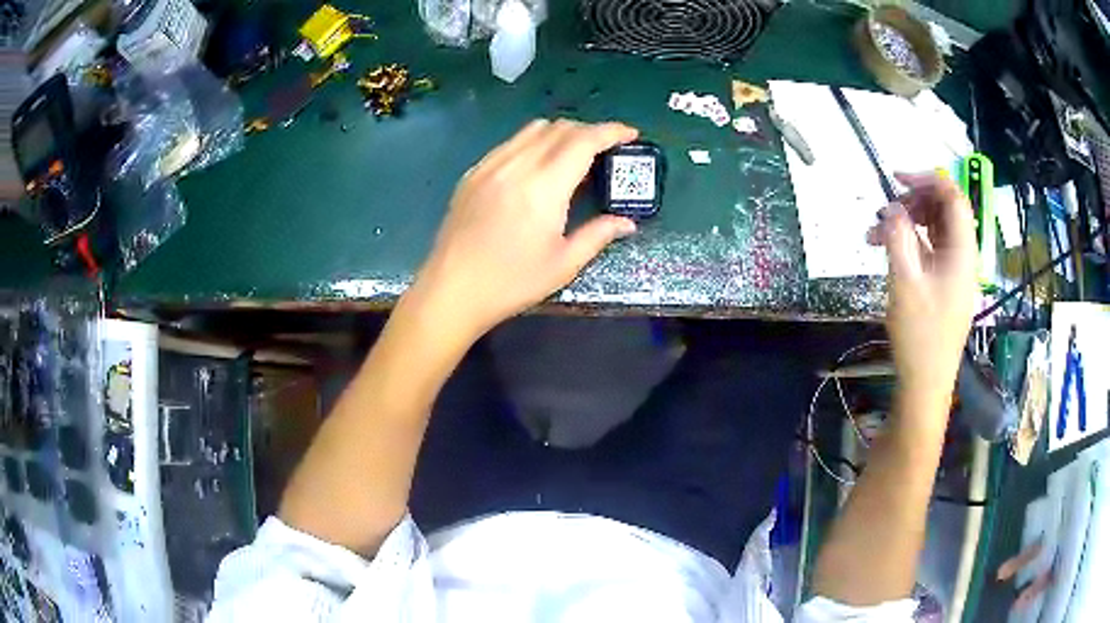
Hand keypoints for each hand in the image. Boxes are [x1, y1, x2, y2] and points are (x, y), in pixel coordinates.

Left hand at [413, 119, 639, 335]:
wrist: (451, 290)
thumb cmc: (511, 283)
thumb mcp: (563, 264)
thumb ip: (598, 235)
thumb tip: (627, 223)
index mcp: (543, 187)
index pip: (584, 141)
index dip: (612, 131)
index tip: (631, 133)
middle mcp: (516, 165)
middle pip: (560, 128)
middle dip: (589, 131)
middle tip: (606, 149)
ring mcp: (490, 166)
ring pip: (532, 130)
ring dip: (561, 133)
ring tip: (573, 154)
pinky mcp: (473, 174)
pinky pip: (509, 143)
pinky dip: (533, 142)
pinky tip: (536, 166)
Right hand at [867, 172, 977, 395]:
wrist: (926, 384)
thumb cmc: (920, 335)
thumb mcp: (905, 282)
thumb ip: (898, 236)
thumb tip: (891, 206)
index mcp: (963, 251)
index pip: (953, 197)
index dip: (927, 179)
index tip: (896, 178)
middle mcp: (964, 256)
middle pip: (944, 210)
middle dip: (913, 202)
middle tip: (884, 211)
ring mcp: (956, 271)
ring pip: (935, 229)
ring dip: (907, 223)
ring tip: (876, 235)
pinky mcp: (946, 285)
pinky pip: (931, 250)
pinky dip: (910, 243)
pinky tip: (889, 251)